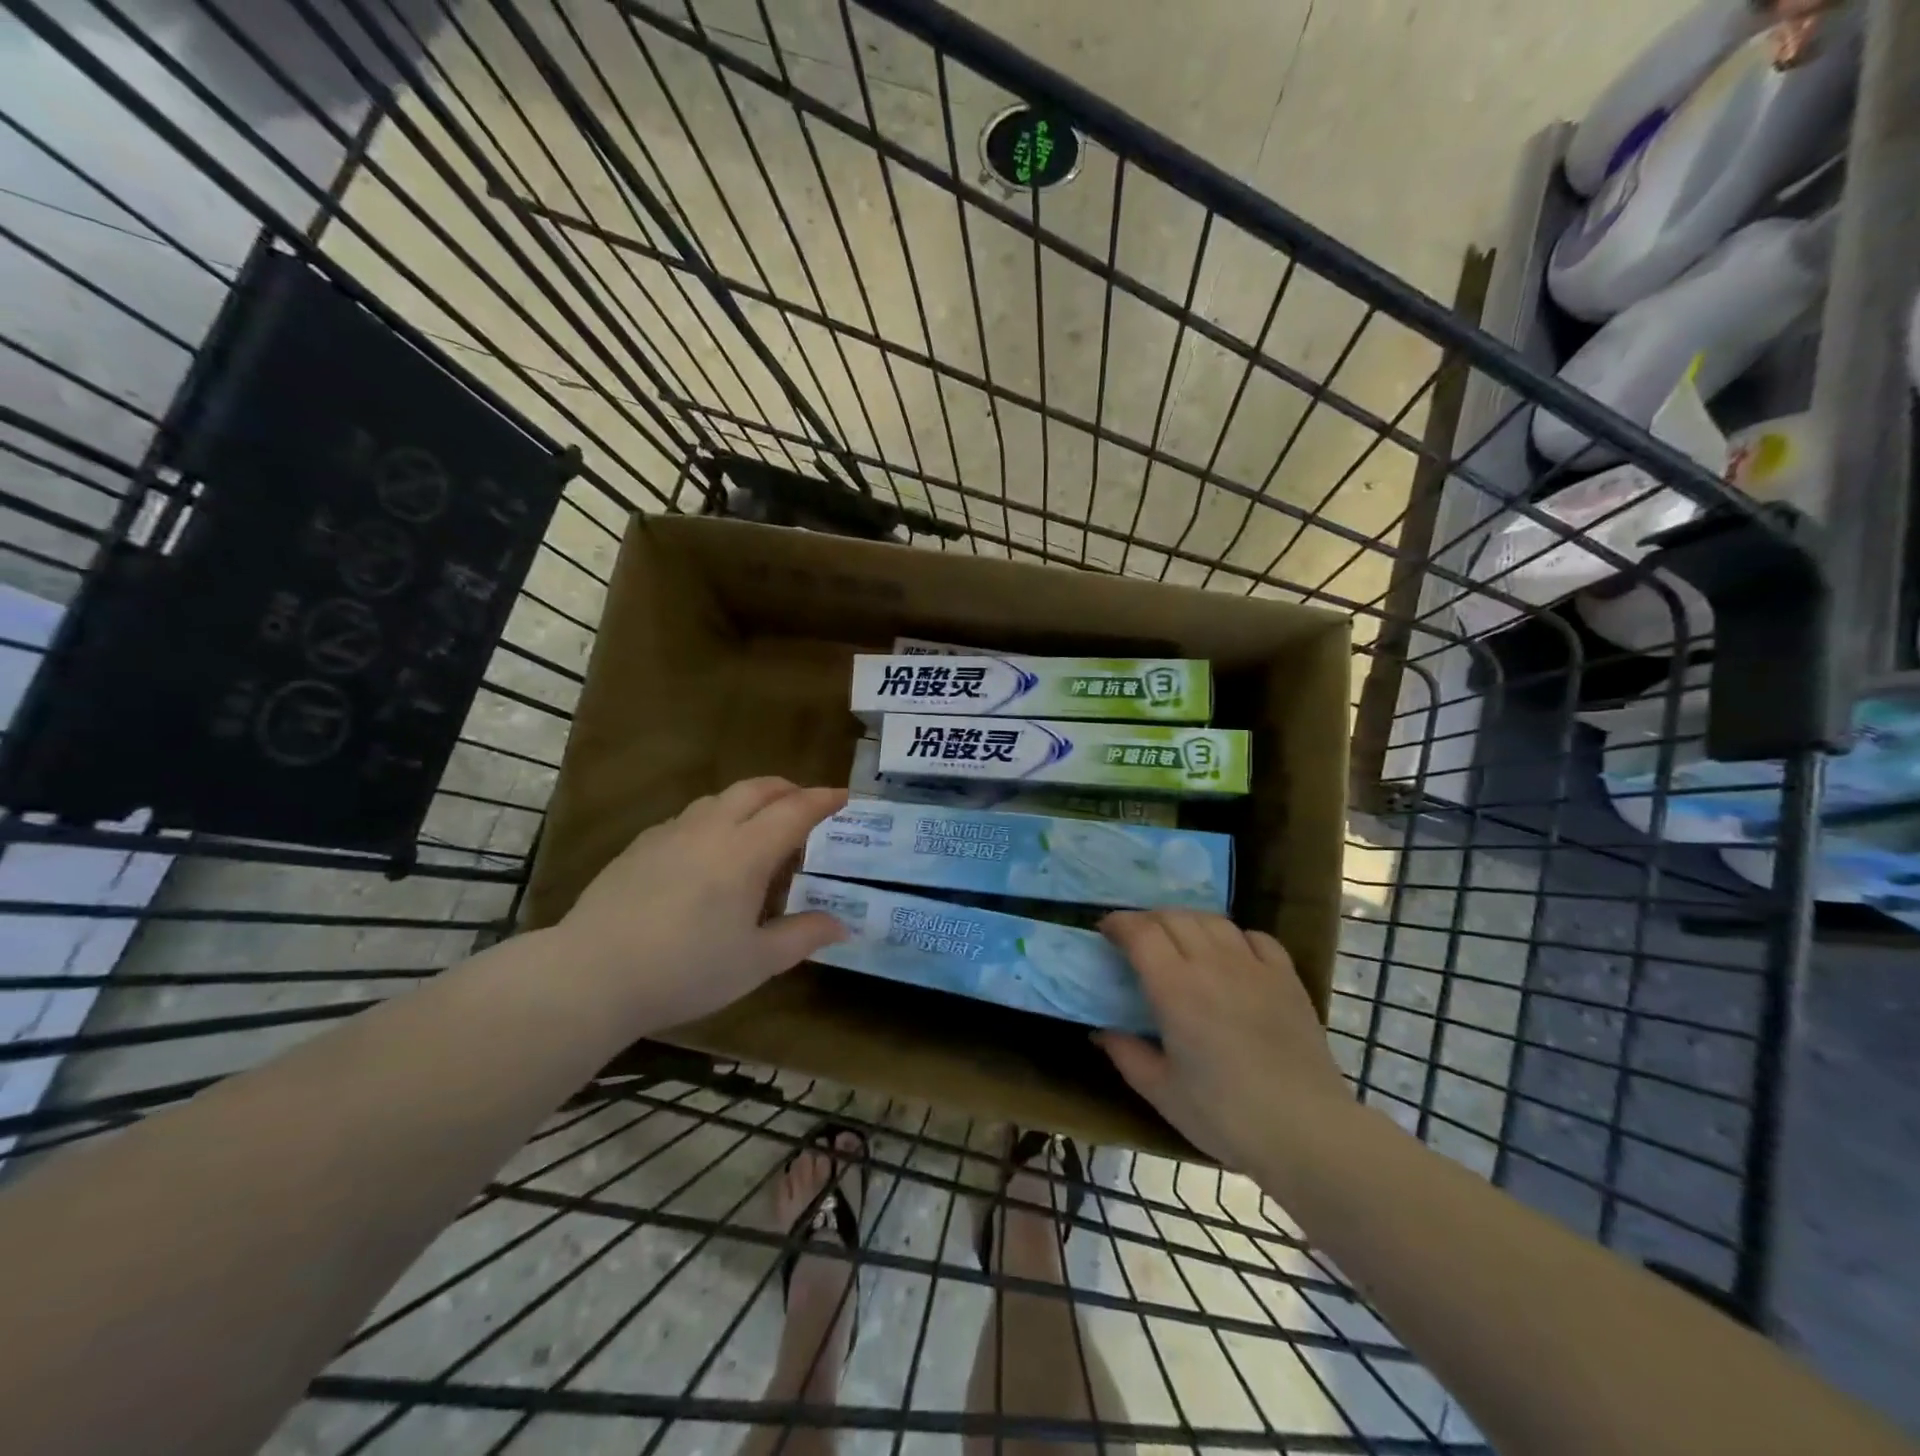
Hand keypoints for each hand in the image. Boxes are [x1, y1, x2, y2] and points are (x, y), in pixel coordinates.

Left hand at [551, 778, 848, 1030]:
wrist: (591, 974)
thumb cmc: (685, 970)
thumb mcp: (755, 962)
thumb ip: (802, 937)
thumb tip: (842, 925)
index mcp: (746, 852)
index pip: (794, 811)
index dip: (822, 800)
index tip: (843, 798)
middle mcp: (711, 829)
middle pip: (756, 789)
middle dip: (787, 789)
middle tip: (805, 803)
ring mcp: (670, 833)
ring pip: (719, 799)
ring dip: (749, 801)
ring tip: (758, 827)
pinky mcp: (639, 846)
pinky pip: (688, 818)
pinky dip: (714, 819)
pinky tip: (707, 851)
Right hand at [1095, 910, 1351, 1171]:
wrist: (1306, 1130)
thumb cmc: (1224, 1115)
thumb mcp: (1161, 1092)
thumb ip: (1126, 1054)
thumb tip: (1101, 1033)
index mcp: (1174, 987)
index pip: (1140, 932)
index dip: (1118, 923)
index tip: (1105, 931)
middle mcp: (1211, 963)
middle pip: (1173, 917)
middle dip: (1148, 920)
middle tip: (1137, 939)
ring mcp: (1253, 966)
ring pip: (1212, 920)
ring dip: (1187, 921)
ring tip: (1180, 940)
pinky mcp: (1286, 977)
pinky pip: (1255, 937)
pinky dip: (1234, 936)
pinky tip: (1230, 954)